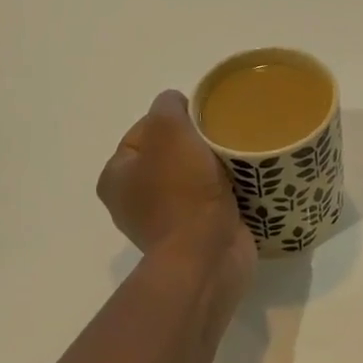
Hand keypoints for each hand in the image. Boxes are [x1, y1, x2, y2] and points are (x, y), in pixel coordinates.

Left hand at [98, 91, 256, 290]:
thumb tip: (178, 105)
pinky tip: (246, 181)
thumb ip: (168, 106)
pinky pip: (213, 199)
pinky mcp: (195, 235)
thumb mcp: (169, 131)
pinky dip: (228, 190)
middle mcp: (134, 200)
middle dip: (199, 143)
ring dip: (216, 166)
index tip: (204, 120)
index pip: (146, 129)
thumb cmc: (182, 192)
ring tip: (239, 159)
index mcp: (117, 176)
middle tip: (224, 138)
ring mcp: (165, 220)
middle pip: (172, 152)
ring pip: (195, 175)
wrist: (207, 256)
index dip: (176, 118)